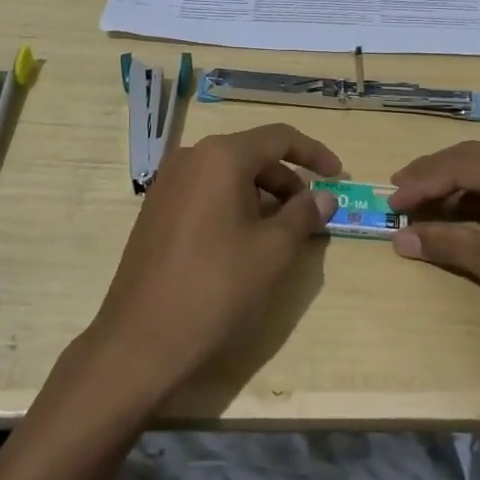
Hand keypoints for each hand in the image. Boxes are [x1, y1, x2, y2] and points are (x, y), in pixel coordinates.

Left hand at [84, 123, 340, 403]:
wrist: (141, 341)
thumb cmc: (216, 288)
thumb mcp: (273, 251)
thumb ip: (303, 215)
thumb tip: (324, 197)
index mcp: (220, 157)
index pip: (278, 137)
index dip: (314, 153)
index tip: (339, 176)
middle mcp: (190, 159)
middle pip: (252, 155)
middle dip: (288, 181)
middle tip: (311, 216)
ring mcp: (168, 184)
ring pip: (228, 176)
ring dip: (262, 196)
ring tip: (283, 234)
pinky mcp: (156, 211)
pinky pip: (206, 194)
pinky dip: (235, 206)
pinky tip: (246, 242)